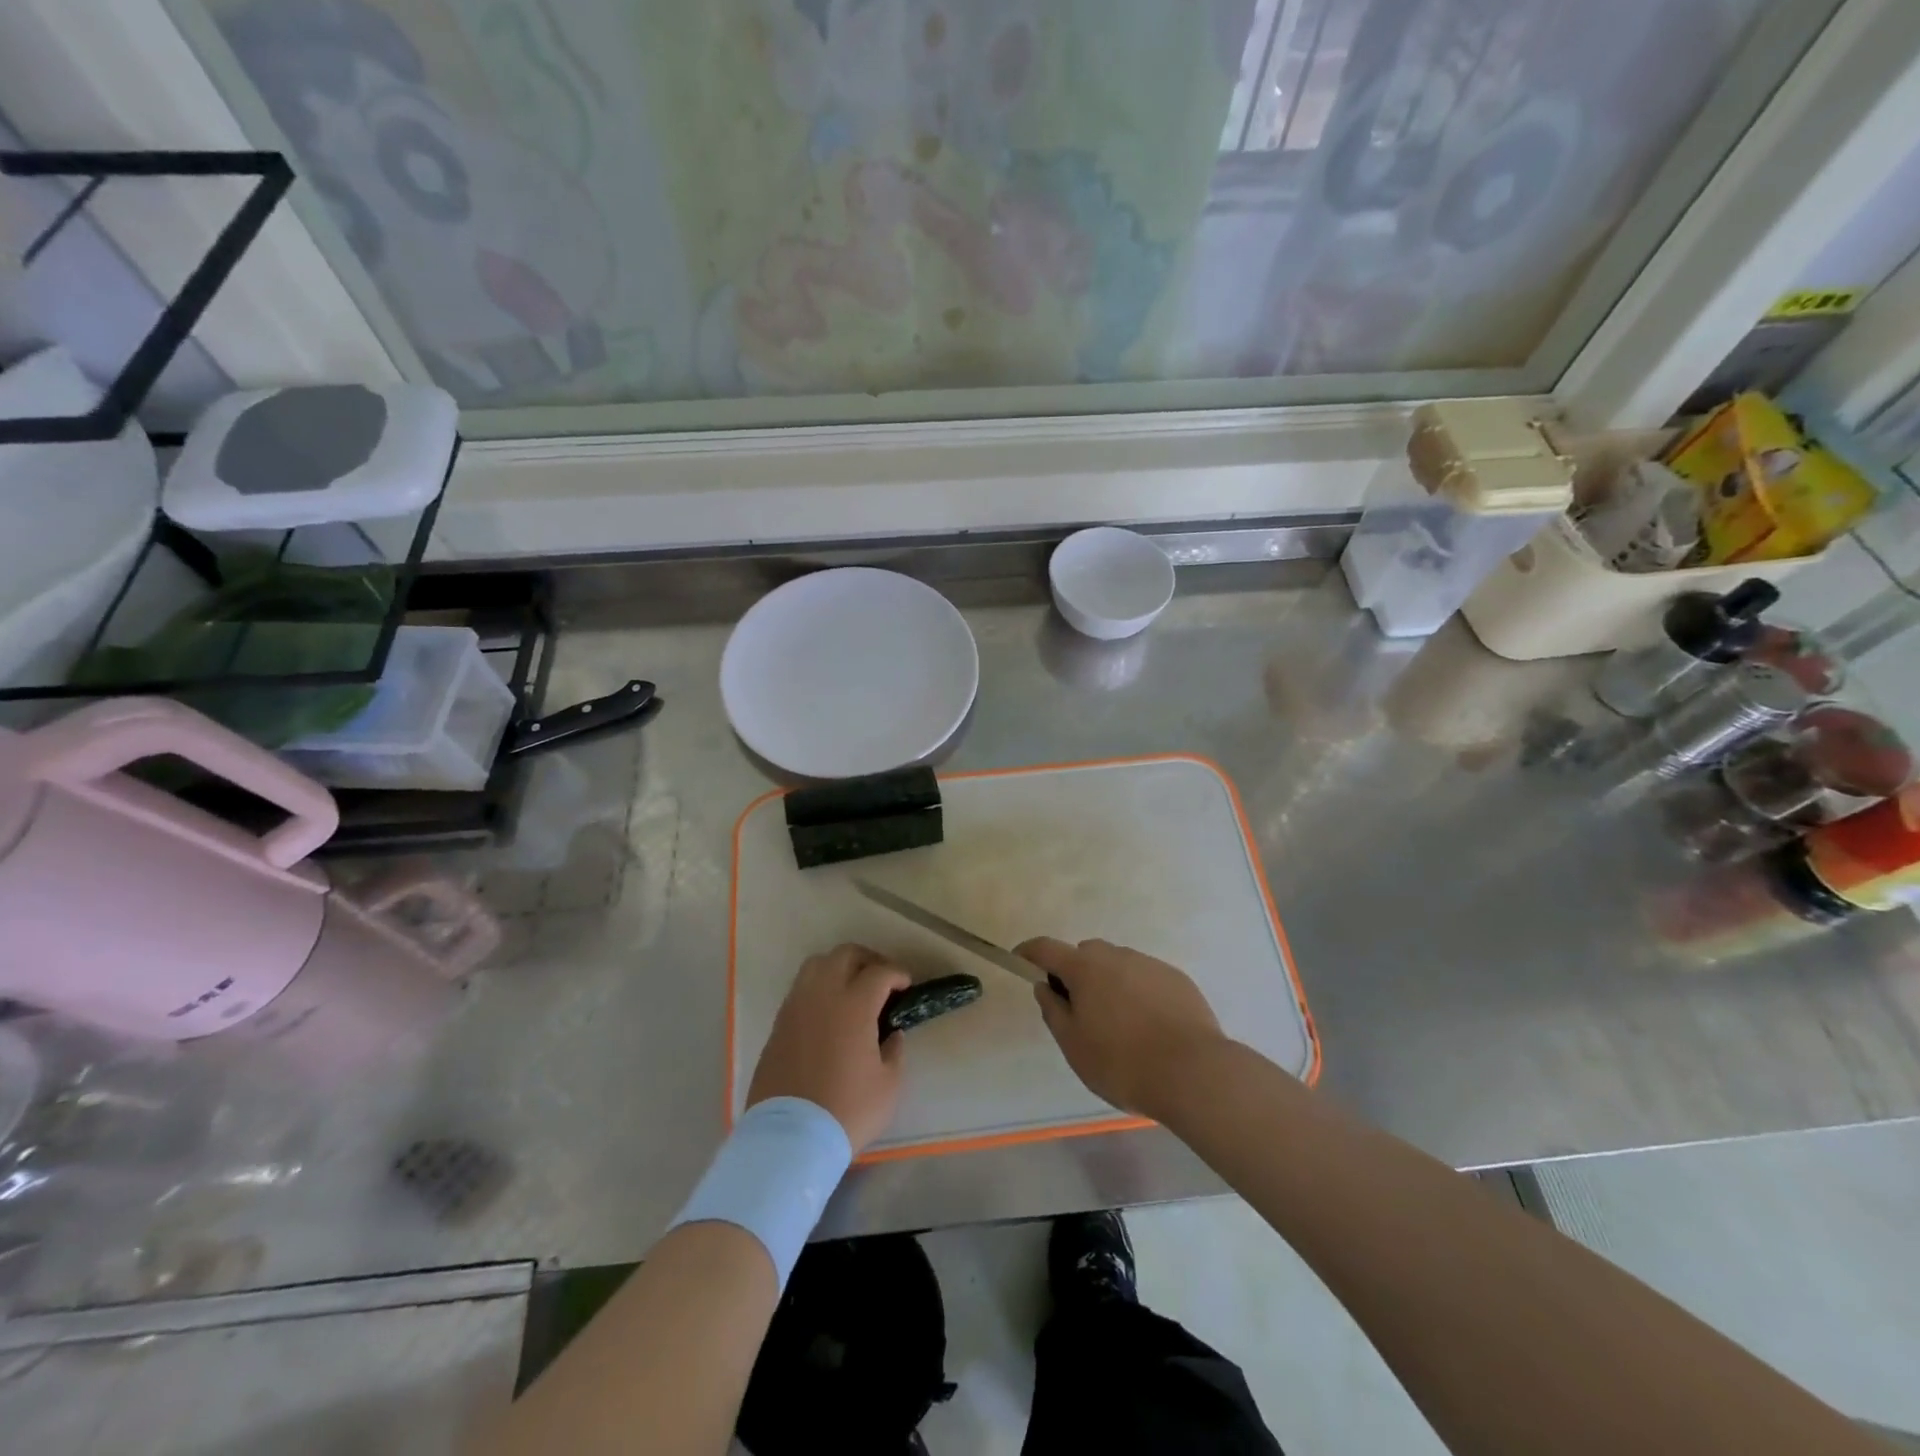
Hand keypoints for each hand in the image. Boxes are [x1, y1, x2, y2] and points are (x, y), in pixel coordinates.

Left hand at [748, 943, 909, 1150]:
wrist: (789, 1138)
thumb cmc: (847, 1110)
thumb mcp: (888, 1085)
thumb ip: (894, 1050)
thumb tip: (892, 1033)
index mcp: (854, 1004)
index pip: (879, 972)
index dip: (897, 974)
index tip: (906, 985)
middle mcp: (822, 994)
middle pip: (845, 955)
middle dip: (868, 960)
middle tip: (881, 980)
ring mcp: (796, 1006)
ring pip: (816, 964)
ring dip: (838, 967)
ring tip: (851, 989)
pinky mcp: (778, 1024)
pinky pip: (800, 989)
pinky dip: (818, 988)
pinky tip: (828, 1012)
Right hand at [1017, 937, 1225, 1120]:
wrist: (1194, 1073)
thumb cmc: (1122, 1063)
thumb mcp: (1074, 1046)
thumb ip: (1054, 1011)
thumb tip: (1045, 987)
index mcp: (1085, 968)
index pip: (1047, 948)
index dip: (1029, 952)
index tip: (1020, 960)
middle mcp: (1117, 956)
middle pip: (1086, 954)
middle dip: (1076, 973)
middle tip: (1078, 1010)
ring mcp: (1150, 964)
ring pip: (1118, 965)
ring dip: (1109, 983)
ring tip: (1118, 1024)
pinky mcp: (1177, 979)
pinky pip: (1146, 978)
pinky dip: (1138, 993)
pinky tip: (1148, 1026)